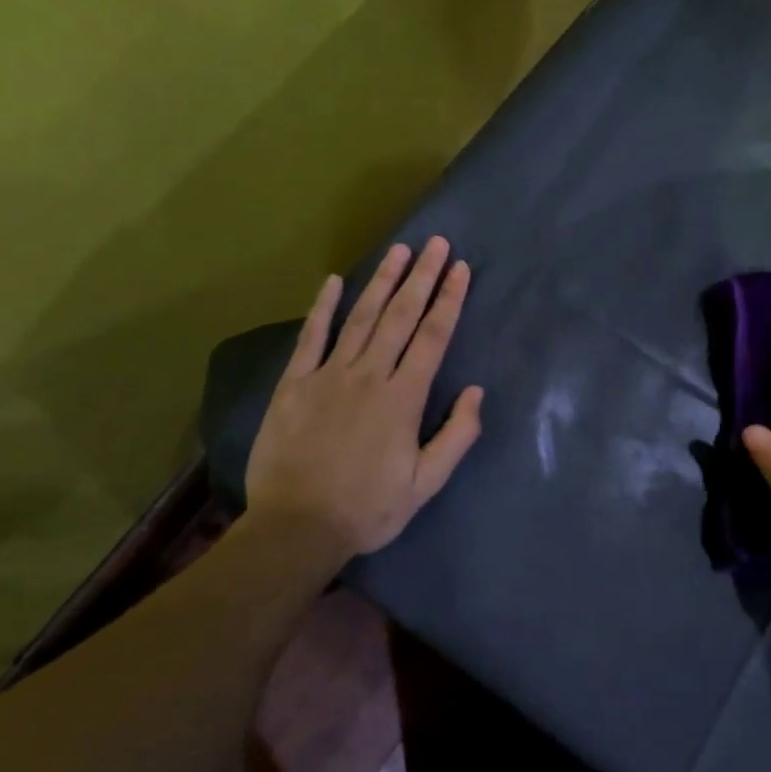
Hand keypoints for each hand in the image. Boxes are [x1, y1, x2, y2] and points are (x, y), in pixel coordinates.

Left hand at [245, 237, 483, 562]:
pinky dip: (323, 307)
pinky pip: (311, 337)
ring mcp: (327, 376)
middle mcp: (368, 376)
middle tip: (436, 243)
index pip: (432, 338)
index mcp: (403, 398)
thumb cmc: (368, 508)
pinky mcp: (294, 384)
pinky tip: (334, 281)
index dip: (448, 300)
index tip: (460, 269)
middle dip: (421, 277)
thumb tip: (476, 391)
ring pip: (361, 318)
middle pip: (400, 317)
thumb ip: (456, 436)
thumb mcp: (425, 484)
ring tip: (399, 250)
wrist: (296, 528)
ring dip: (382, 281)